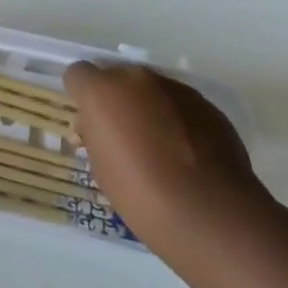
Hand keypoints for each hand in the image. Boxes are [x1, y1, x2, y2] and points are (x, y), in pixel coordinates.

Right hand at [66, 61, 265, 246]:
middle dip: (118, 102)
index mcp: (102, 91)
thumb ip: (95, 137)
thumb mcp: (102, 170)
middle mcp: (136, 78)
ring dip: (150, 109)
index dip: (82, 97)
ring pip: (151, 90)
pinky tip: (188, 156)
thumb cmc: (142, 196)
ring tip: (162, 150)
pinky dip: (179, 121)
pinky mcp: (206, 104)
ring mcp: (174, 87)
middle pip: (118, 78)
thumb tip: (99, 130)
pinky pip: (181, 105)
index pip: (78, 74)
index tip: (91, 124)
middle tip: (126, 139)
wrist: (209, 213)